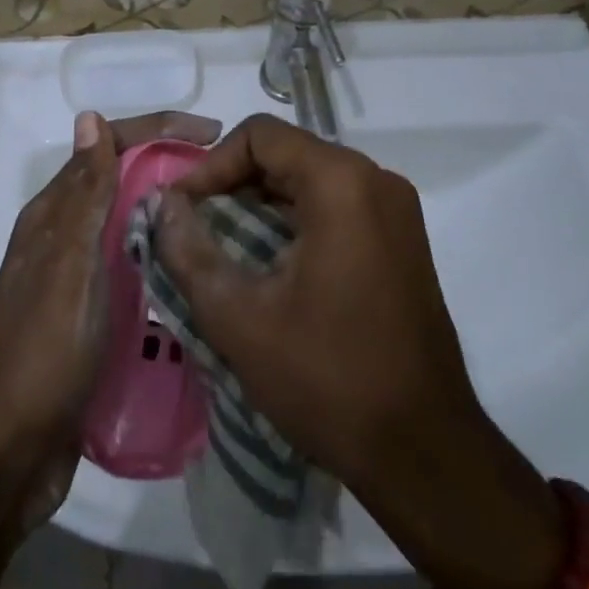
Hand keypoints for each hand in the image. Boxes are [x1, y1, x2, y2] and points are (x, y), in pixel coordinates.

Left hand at [0, 109, 221, 527]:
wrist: (4, 457)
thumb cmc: (38, 357)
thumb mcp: (67, 269)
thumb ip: (83, 196)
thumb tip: (89, 116)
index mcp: (54, 217)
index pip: (107, 148)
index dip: (158, 131)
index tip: (214, 133)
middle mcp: (65, 240)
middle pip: (122, 184)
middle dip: (171, 171)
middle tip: (234, 182)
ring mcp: (80, 282)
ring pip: (131, 230)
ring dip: (173, 218)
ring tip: (230, 224)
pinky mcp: (94, 321)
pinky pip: (136, 276)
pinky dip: (166, 266)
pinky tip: (201, 278)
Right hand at [159, 114, 565, 588]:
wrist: (425, 452)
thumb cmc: (327, 378)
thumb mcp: (239, 317)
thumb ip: (189, 251)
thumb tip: (164, 205)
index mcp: (341, 183)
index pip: (260, 135)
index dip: (210, 165)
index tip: (182, 210)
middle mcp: (376, 181)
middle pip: (287, 154)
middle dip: (232, 185)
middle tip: (194, 229)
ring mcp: (396, 212)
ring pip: (310, 182)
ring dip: (261, 206)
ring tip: (223, 249)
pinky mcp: (403, 242)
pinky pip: (337, 208)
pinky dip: (294, 223)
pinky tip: (268, 266)